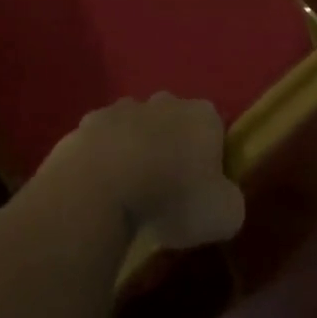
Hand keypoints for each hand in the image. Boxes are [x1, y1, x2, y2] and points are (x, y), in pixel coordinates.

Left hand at [49, 94, 245, 249]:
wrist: (102, 186)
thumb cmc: (172, 196)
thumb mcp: (223, 215)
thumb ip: (229, 203)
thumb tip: (222, 201)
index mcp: (203, 116)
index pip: (214, 129)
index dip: (210, 158)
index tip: (202, 188)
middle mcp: (165, 102)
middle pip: (173, 122)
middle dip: (171, 147)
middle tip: (166, 189)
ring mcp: (122, 108)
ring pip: (135, 128)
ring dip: (135, 151)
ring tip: (130, 192)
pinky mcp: (87, 124)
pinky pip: (101, 143)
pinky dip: (102, 160)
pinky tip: (100, 190)